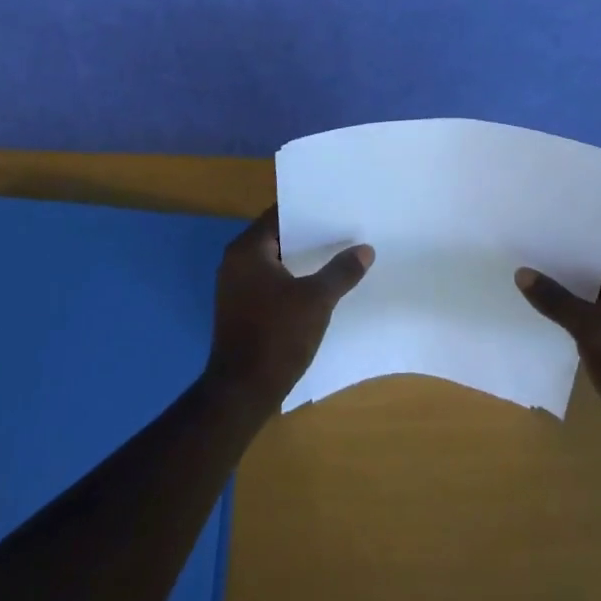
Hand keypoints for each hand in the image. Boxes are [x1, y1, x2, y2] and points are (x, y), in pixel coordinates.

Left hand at [207, 205, 373, 408]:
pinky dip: (292, 280)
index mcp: (247, 250)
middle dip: (310, 236)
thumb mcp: (317, 300)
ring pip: (275, 262)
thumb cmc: (277, 336)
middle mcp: (235, 262)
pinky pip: (271, 283)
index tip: (336, 207)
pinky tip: (319, 287)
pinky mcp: (241, 310)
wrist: (241, 393)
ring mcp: (236, 288)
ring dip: (302, 260)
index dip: (308, 210)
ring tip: (338, 255)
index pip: (279, 215)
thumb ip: (341, 271)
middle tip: (344, 230)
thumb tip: (365, 249)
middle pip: (277, 237)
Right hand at [516, 240, 600, 453]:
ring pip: (591, 295)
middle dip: (563, 264)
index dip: (572, 237)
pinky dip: (571, 314)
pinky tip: (542, 312)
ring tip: (526, 276)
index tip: (539, 228)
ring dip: (565, 291)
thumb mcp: (589, 327)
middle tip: (524, 250)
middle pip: (595, 269)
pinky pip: (591, 318)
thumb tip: (522, 272)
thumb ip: (555, 299)